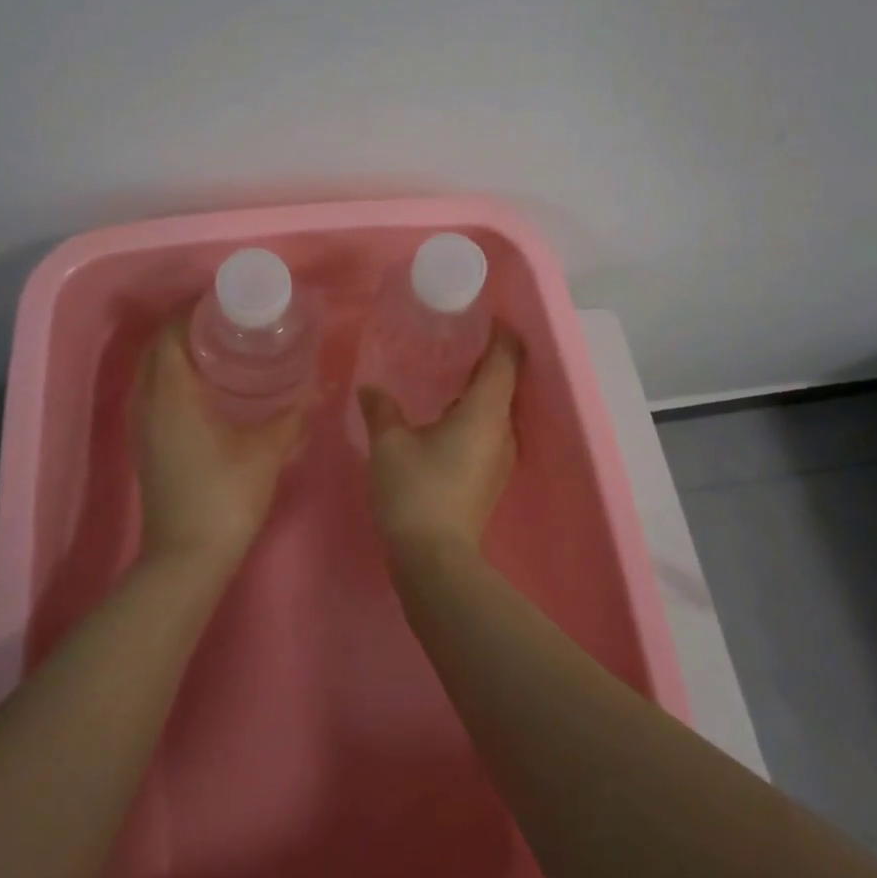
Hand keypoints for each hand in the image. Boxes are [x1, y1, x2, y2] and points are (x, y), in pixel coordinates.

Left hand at [133, 323, 304, 571]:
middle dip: (183, 330)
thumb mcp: (266, 451)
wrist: (187, 558)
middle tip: (224, 324)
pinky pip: (151, 395)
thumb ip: (293, 416)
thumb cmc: (226, 496)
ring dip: (174, 355)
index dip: (190, 313)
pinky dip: (171, 379)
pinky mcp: (145, 446)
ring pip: (150, 374)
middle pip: (155, 350)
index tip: (222, 304)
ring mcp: (142, 427)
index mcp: (172, 394)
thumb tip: (318, 389)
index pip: (169, 335)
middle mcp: (148, 404)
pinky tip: (204, 390)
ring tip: (216, 349)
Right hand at [359, 329, 521, 553]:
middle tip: (455, 339)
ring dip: (478, 388)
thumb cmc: (415, 492)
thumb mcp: (389, 444)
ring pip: (496, 409)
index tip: (483, 316)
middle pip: (505, 382)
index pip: (505, 360)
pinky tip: (443, 416)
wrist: (435, 561)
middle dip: (486, 358)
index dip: (501, 334)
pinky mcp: (491, 477)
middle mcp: (503, 430)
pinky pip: (489, 430)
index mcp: (484, 412)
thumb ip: (381, 409)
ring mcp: (501, 457)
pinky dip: (473, 413)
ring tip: (446, 373)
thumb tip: (370, 388)